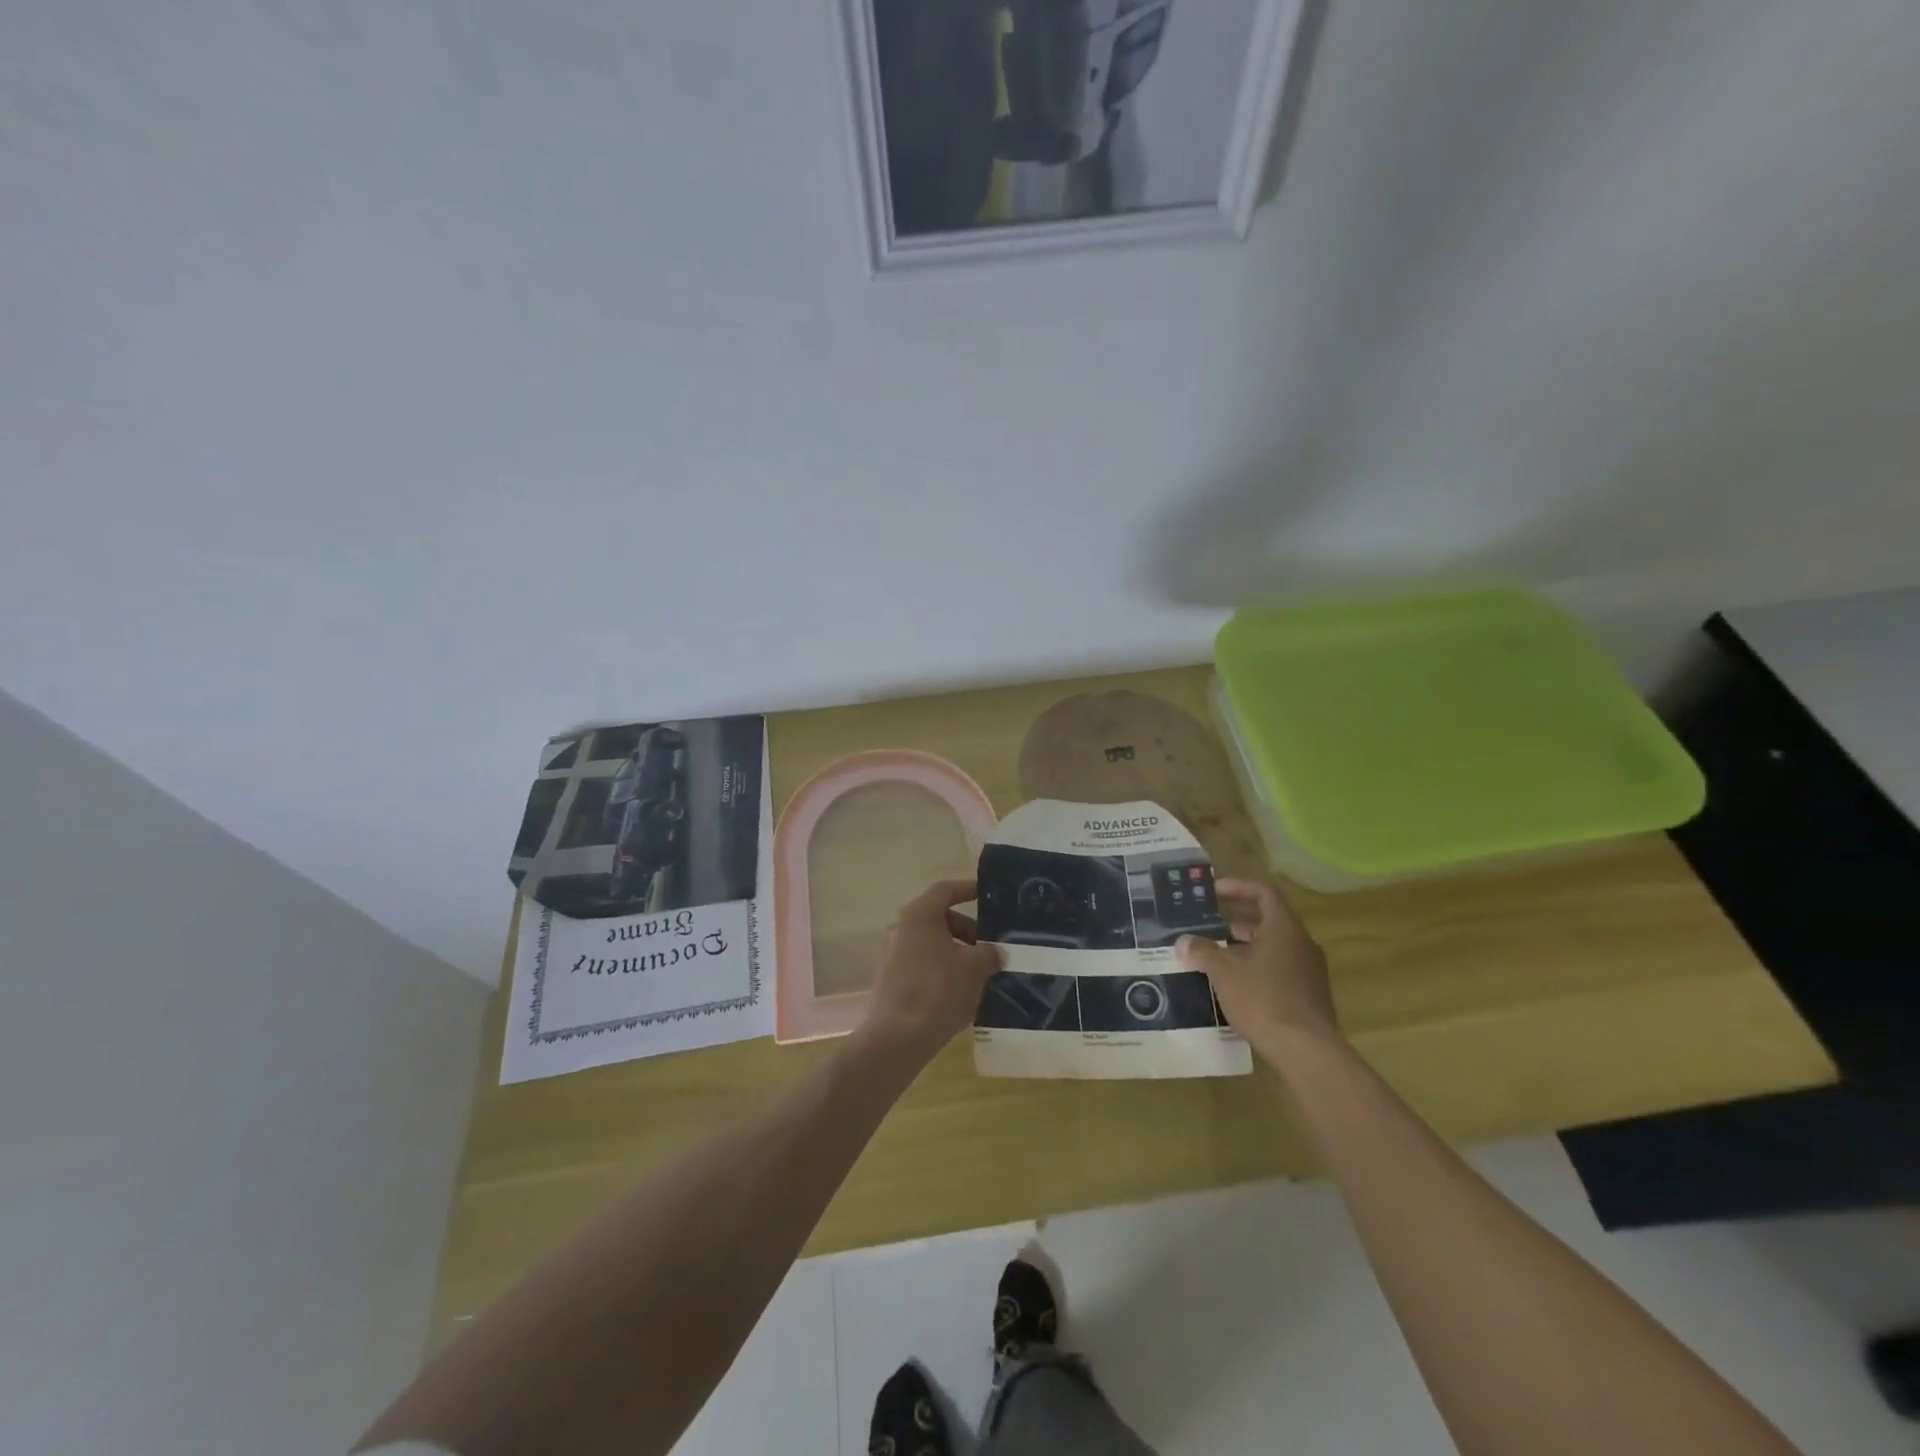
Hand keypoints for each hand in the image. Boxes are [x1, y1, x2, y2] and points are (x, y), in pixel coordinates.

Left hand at [860, 879, 1002, 1061]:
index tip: (988, 895)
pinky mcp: (892, 980)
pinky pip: (923, 965)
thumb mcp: (975, 968)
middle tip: (991, 949)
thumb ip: (990, 953)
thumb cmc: (938, 990)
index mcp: (919, 915)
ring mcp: (893, 955)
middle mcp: (901, 929)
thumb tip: (995, 952)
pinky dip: (943, 971)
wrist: (897, 1038)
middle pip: (940, 919)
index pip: (946, 890)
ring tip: (981, 974)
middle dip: (968, 931)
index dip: (968, 889)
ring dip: (957, 954)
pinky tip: (962, 993)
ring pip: (933, 944)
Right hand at [1175, 877, 1339, 1060]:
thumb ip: (1203, 951)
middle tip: (1209, 924)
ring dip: (1245, 946)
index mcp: (1284, 928)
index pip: (1263, 892)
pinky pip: (1279, 968)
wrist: (1307, 1051)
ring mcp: (1308, 970)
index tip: (1213, 891)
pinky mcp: (1308, 995)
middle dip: (1237, 920)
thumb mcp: (1224, 972)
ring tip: (1216, 955)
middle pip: (1269, 919)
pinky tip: (1235, 984)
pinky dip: (1256, 967)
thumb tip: (1184, 941)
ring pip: (1274, 946)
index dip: (1237, 887)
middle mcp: (1301, 943)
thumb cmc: (1264, 999)